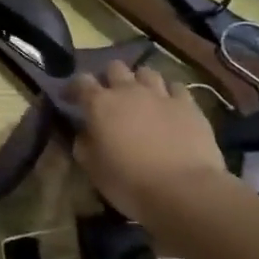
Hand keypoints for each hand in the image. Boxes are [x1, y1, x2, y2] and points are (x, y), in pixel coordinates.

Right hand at [67, 62, 235, 231]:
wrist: (184, 191)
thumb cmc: (130, 183)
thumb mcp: (93, 170)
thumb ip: (84, 145)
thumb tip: (83, 133)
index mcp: (100, 104)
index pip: (81, 82)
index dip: (74, 87)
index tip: (70, 98)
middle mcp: (128, 90)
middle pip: (115, 67)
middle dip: (110, 78)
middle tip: (111, 96)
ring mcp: (161, 94)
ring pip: (146, 72)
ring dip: (140, 82)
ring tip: (142, 97)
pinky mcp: (188, 105)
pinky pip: (177, 87)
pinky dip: (171, 93)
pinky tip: (171, 106)